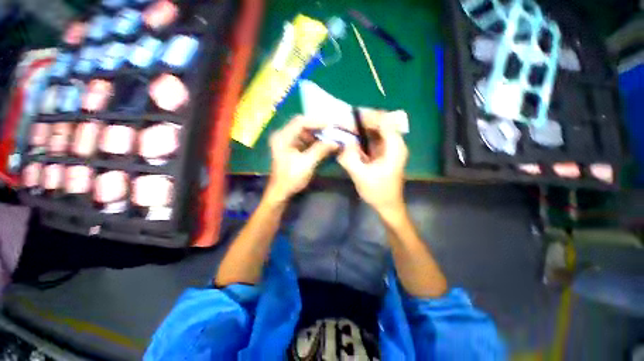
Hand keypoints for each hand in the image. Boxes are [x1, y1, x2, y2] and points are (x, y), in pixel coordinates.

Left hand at [266, 116, 336, 202]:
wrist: (281, 192)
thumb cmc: (291, 179)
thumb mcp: (307, 164)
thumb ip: (321, 150)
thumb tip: (335, 142)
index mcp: (282, 138)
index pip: (300, 122)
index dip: (316, 122)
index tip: (331, 125)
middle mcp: (282, 136)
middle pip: (301, 124)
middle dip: (317, 127)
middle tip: (331, 130)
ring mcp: (286, 142)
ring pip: (303, 132)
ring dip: (316, 134)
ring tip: (329, 136)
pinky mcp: (290, 148)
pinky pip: (303, 139)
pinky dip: (313, 140)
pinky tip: (322, 143)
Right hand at [337, 110, 407, 214]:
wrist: (388, 205)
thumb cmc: (377, 192)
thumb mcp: (360, 175)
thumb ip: (349, 157)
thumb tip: (342, 142)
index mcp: (394, 147)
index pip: (384, 121)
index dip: (368, 116)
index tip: (350, 116)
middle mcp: (395, 144)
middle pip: (380, 123)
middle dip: (362, 121)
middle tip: (345, 123)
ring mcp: (390, 148)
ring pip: (376, 130)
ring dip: (361, 128)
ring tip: (345, 128)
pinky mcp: (383, 153)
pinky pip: (373, 139)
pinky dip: (362, 137)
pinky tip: (351, 139)